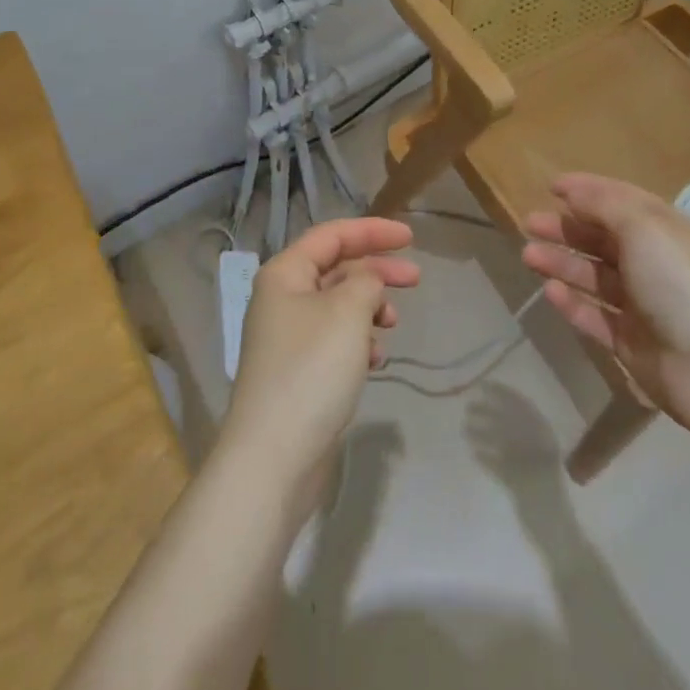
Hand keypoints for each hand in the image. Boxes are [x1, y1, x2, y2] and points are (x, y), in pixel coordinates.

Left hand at [221, 218, 419, 489]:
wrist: (274, 457)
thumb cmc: (311, 370)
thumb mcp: (347, 312)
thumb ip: (366, 282)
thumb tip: (368, 281)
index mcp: (285, 273)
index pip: (332, 235)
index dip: (372, 231)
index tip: (410, 237)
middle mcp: (282, 298)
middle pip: (337, 269)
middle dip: (377, 270)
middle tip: (416, 279)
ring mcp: (289, 337)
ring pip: (338, 306)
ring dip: (369, 308)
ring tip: (391, 324)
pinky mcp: (299, 372)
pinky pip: (335, 340)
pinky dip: (359, 341)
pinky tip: (376, 359)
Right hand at [521, 173, 689, 441]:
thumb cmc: (680, 283)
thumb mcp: (644, 228)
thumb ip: (604, 205)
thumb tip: (573, 193)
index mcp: (666, 232)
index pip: (622, 202)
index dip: (588, 191)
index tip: (551, 187)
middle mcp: (655, 264)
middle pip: (603, 240)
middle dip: (566, 229)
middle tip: (530, 224)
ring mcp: (643, 305)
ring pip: (594, 277)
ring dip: (562, 263)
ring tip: (529, 256)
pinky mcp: (632, 342)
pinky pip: (595, 316)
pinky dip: (573, 303)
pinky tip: (550, 292)